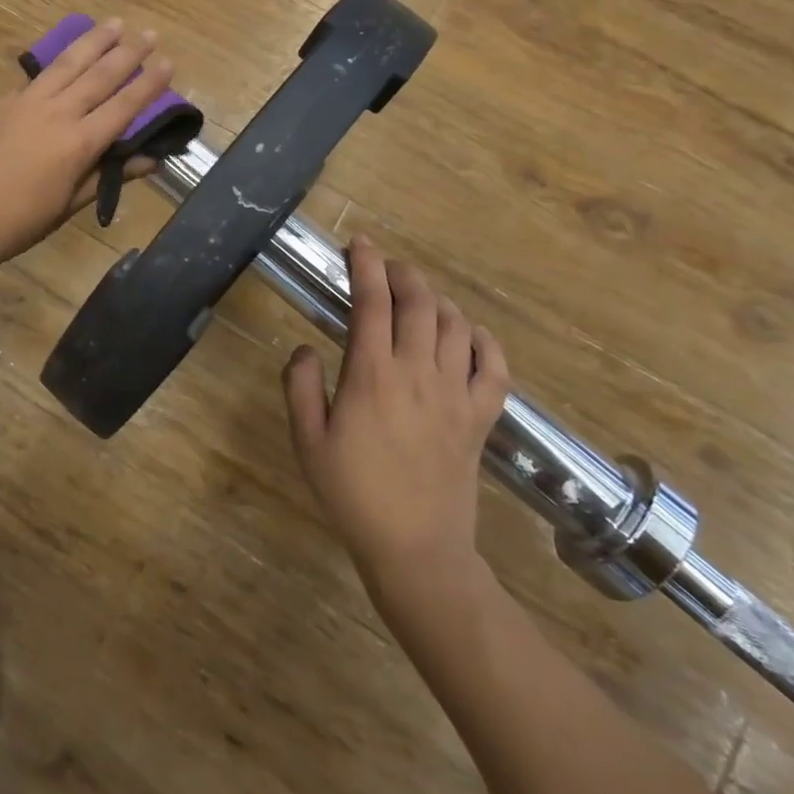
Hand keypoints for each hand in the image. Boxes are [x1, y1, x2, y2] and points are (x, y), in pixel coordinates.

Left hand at [0, 19, 173, 279]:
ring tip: (114, 23)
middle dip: (128, 52)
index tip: (169, 62)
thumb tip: (151, 160)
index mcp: (78, 143)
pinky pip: (41, 74)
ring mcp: (27, 103)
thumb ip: (109, 177)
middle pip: (99, 75)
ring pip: (68, 64)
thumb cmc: (19, 221)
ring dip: (94, 41)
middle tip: (149, 32)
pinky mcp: (5, 102)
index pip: (123, 106)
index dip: (148, 85)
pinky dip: (60, 59)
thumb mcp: (69, 205)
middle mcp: (57, 113)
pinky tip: (68, 53)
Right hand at [283, 235, 510, 594]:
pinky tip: (468, 334)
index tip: (359, 244)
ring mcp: (455, 394)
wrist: (415, 549)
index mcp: (371, 375)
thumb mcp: (307, 441)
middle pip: (419, 302)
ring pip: (455, 325)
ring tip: (418, 298)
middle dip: (402, 273)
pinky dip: (484, 341)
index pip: (372, 302)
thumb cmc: (352, 494)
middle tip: (386, 266)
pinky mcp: (479, 418)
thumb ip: (299, 386)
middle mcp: (417, 373)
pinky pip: (494, 368)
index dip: (366, 265)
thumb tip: (304, 348)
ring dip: (437, 300)